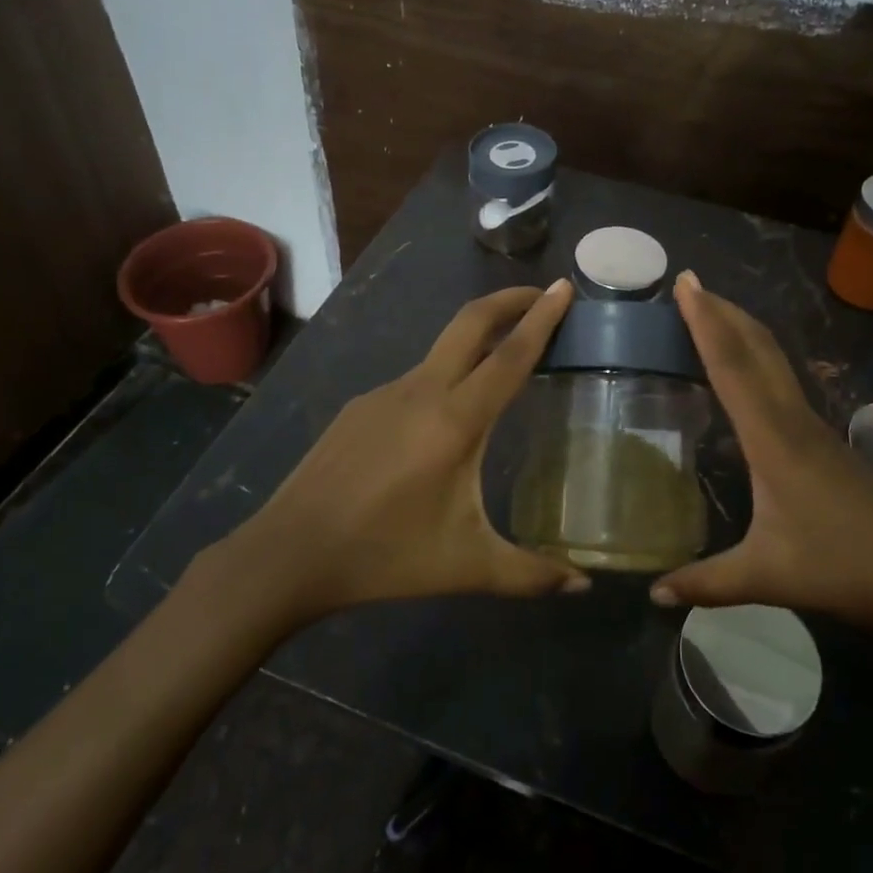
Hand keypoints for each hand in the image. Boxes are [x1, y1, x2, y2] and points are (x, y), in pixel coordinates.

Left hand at [213, 281, 586, 621]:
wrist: (289, 553)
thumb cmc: (385, 556)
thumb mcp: (466, 566)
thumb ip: (530, 574)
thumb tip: (583, 586)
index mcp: (454, 420)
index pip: (510, 355)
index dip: (541, 318)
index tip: (563, 285)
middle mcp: (422, 391)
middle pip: (470, 323)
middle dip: (508, 300)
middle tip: (541, 293)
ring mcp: (385, 393)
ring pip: (442, 351)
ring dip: (477, 341)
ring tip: (502, 363)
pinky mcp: (361, 405)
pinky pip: (415, 380)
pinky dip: (445, 378)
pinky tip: (443, 421)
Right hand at [650, 272, 872, 643]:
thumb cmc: (850, 568)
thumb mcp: (769, 577)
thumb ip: (706, 583)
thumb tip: (652, 594)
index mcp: (773, 438)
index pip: (731, 365)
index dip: (705, 322)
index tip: (685, 282)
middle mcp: (793, 420)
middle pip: (756, 348)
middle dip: (723, 311)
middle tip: (691, 284)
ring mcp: (815, 430)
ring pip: (773, 362)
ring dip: (741, 332)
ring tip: (712, 316)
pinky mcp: (826, 444)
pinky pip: (781, 386)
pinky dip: (756, 363)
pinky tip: (746, 382)